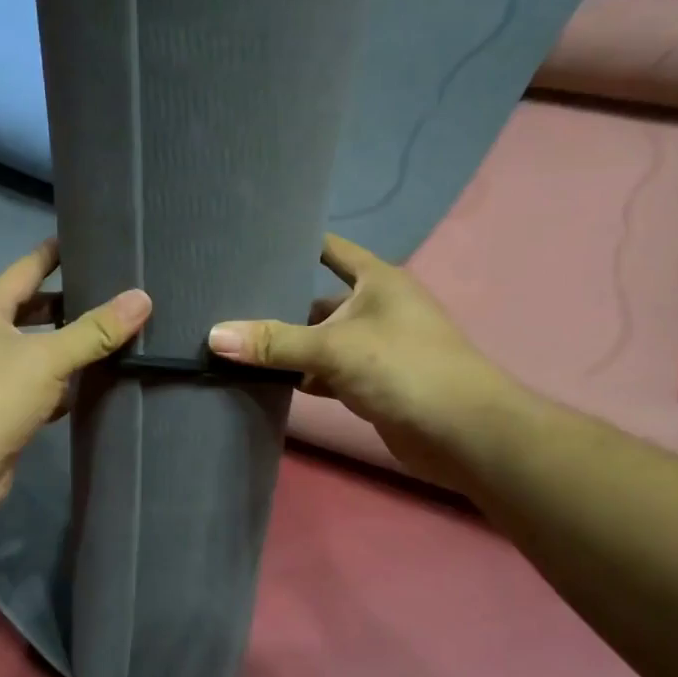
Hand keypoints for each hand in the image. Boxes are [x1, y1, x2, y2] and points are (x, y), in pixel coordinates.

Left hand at [0, 240, 151, 513]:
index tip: (83, 239)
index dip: (53, 253)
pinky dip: (58, 384)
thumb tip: (142, 298)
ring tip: (108, 335)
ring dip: (64, 346)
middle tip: (109, 292)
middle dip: (66, 303)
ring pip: (33, 350)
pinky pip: (33, 386)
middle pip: (30, 310)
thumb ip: (95, 330)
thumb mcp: (48, 359)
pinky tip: (87, 386)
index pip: (25, 269)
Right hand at [207, 233, 512, 484]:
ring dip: (289, 347)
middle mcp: (377, 308)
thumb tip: (214, 336)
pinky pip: (328, 372)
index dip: (297, 243)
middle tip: (227, 306)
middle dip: (279, 305)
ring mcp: (375, 347)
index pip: (331, 249)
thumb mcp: (334, 348)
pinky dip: (303, 376)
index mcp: (377, 281)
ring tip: (237, 344)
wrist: (463, 433)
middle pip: (318, 300)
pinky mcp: (372, 384)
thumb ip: (275, 343)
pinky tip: (268, 382)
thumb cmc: (404, 368)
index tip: (252, 243)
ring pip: (321, 340)